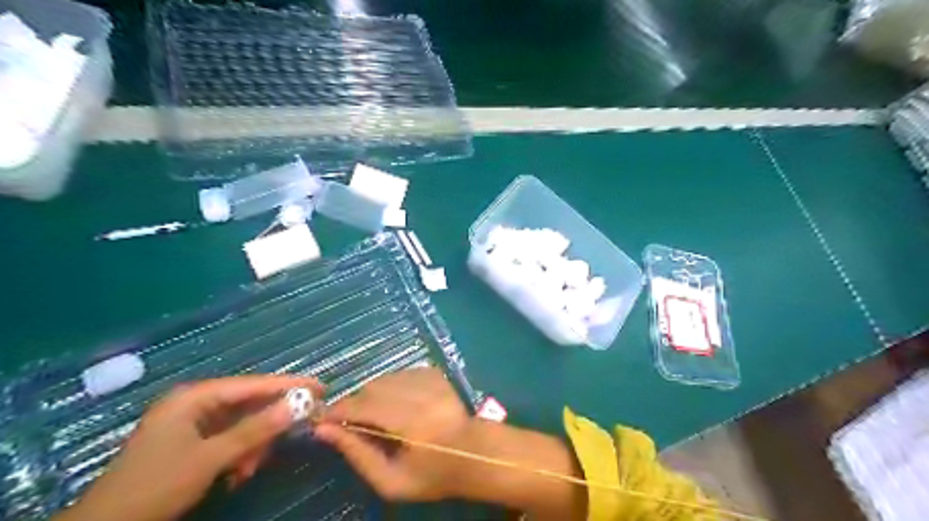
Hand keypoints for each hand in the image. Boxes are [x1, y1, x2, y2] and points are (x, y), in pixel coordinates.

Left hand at [55, 374, 323, 520]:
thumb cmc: (155, 486)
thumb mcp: (210, 458)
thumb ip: (256, 430)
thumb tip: (299, 405)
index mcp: (195, 397)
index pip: (253, 385)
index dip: (289, 386)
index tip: (320, 387)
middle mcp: (195, 404)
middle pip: (249, 403)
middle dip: (269, 423)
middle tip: (298, 431)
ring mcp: (192, 424)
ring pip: (242, 424)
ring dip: (252, 445)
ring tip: (248, 469)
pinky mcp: (192, 443)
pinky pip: (229, 439)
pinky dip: (239, 454)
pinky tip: (237, 473)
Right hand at [314, 366, 474, 500]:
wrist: (474, 453)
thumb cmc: (432, 474)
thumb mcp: (391, 481)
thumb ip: (358, 454)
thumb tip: (325, 431)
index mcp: (408, 421)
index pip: (362, 406)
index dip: (338, 411)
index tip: (324, 421)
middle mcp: (418, 393)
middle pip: (372, 388)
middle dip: (355, 403)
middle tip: (352, 423)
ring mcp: (428, 379)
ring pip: (385, 378)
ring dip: (373, 394)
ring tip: (376, 415)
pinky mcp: (434, 373)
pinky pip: (400, 373)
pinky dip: (391, 386)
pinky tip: (397, 403)